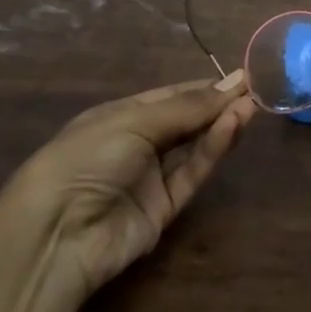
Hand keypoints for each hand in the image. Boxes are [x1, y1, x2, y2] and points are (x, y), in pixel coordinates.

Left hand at [6, 70, 255, 296]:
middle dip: (218, 104)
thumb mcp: (134, 121)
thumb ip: (187, 107)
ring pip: (194, 147)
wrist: (55, 235)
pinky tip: (232, 127)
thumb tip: (231, 85)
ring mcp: (150, 178)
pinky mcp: (163, 210)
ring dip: (221, 125)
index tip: (241, 77)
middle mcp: (137, 144)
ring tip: (251, 106)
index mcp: (120, 117)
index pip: (170, 96)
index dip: (204, 87)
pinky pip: (191, 173)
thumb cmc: (86, 158)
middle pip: (186, 121)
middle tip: (255, 90)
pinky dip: (213, 150)